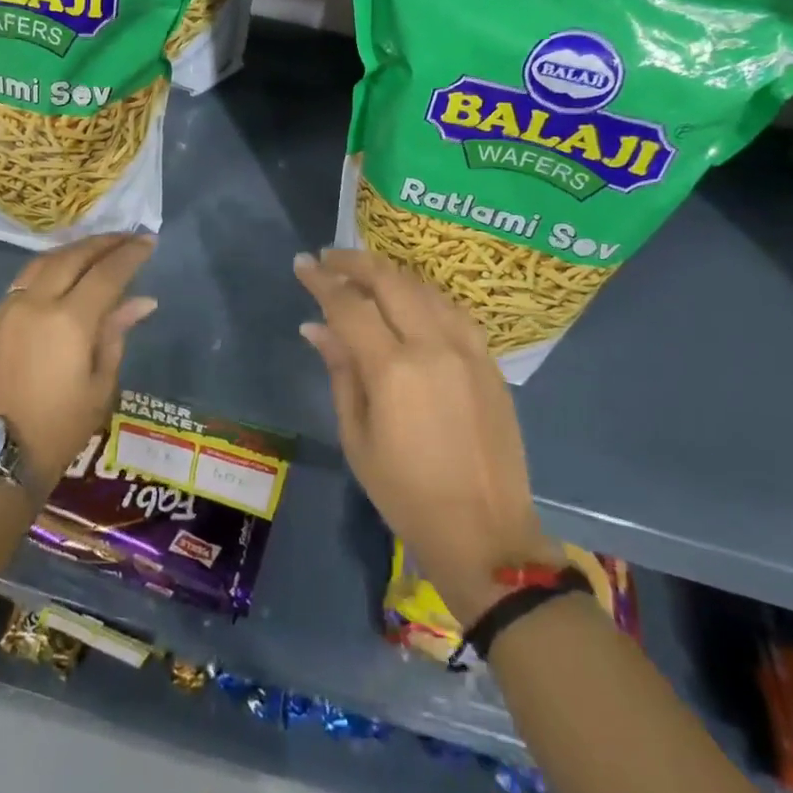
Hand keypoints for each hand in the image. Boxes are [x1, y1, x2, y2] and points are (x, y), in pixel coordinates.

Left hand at [0, 234, 156, 493]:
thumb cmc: (58, 429)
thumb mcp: (99, 386)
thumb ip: (116, 335)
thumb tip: (141, 301)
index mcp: (69, 320)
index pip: (107, 273)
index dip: (130, 254)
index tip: (148, 240)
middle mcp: (37, 303)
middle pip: (73, 257)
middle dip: (103, 243)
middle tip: (127, 236)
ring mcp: (10, 309)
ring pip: (45, 262)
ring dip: (74, 249)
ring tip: (97, 248)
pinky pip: (25, 279)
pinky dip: (50, 265)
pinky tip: (63, 271)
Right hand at [295, 249, 562, 626]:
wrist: (485, 534)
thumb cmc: (406, 494)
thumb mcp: (357, 438)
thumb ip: (340, 372)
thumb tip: (316, 327)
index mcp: (394, 369)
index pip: (349, 305)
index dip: (322, 281)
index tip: (302, 263)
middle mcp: (434, 345)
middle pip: (390, 281)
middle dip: (355, 263)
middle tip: (329, 259)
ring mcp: (468, 349)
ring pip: (424, 289)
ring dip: (390, 274)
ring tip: (364, 275)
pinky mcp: (490, 361)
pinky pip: (452, 310)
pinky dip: (423, 295)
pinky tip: (409, 300)